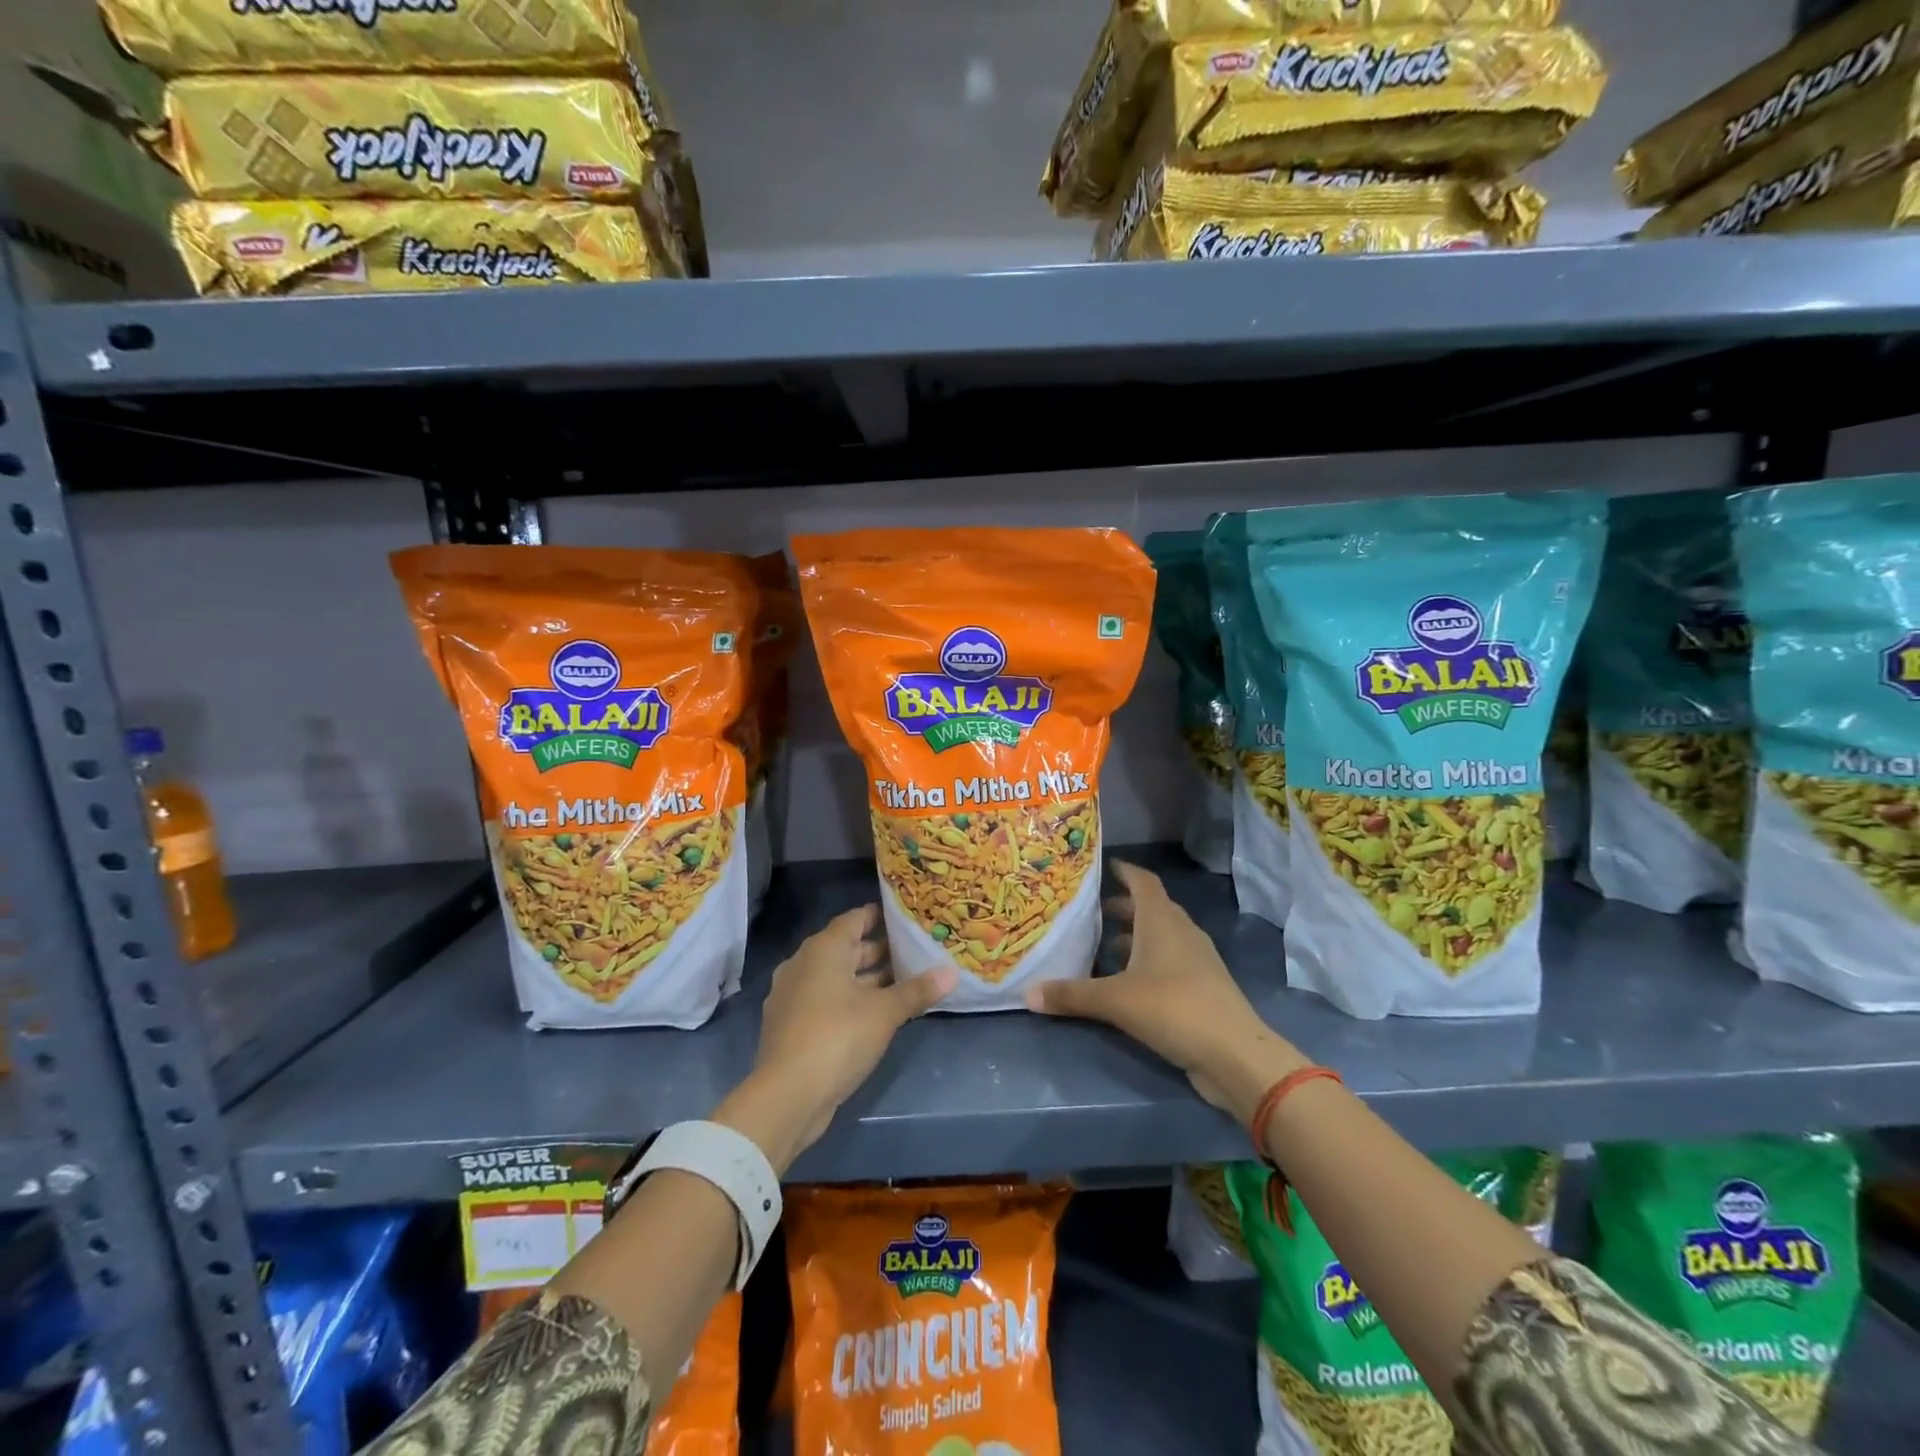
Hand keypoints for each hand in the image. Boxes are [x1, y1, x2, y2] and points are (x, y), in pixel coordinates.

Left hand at [720, 906, 954, 1171]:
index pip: (854, 919)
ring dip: (866, 980)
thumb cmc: (838, 1037)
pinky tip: (875, 1015)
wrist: (786, 1096)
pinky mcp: (791, 1025)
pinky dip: (849, 1001)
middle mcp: (803, 964)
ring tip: (903, 983)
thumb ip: (917, 990)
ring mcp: (793, 996)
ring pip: (836, 977)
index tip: (906, 917)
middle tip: (914, 952)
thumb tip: (951, 972)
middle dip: (879, 951)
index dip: (880, 915)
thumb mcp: (885, 1013)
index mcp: (823, 950)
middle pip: (846, 949)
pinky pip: (825, 1000)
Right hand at [1025, 861, 1307, 1123]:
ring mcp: (1196, 960)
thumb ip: (1071, 995)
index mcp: (1161, 921)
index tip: (1103, 866)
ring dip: (1134, 938)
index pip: (1143, 881)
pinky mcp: (1202, 987)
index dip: (1124, 871)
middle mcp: (1181, 932)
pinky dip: (1147, 963)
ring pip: (1160, 937)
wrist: (1234, 1054)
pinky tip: (1126, 983)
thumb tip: (1027, 994)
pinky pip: (1169, 962)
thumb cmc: (1173, 1007)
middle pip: (1150, 909)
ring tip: (1101, 949)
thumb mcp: (1114, 1000)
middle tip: (1090, 913)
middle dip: (1121, 908)